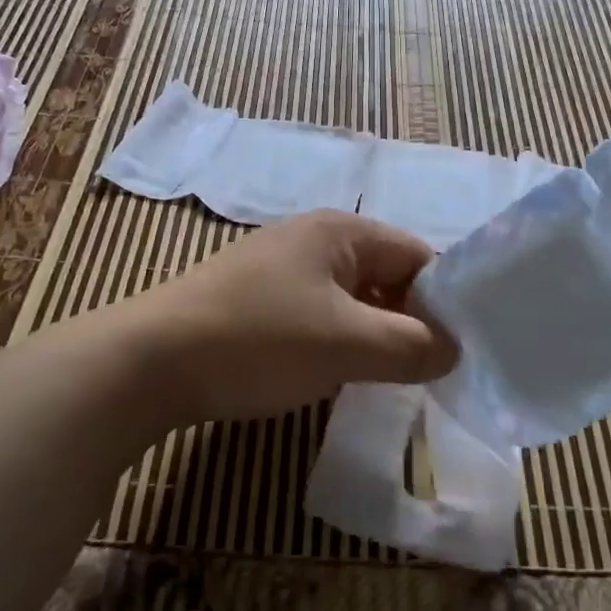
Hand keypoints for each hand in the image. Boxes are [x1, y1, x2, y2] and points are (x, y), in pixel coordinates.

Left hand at [130, 210, 458, 424]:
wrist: (150, 361)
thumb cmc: (260, 340)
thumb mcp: (348, 345)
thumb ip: (412, 346)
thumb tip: (455, 350)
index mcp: (342, 231)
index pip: (418, 255)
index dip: (445, 300)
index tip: (460, 350)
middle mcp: (314, 238)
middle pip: (385, 275)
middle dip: (409, 320)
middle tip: (429, 372)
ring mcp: (281, 268)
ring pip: (352, 299)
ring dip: (374, 334)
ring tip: (389, 379)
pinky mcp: (257, 298)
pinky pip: (319, 314)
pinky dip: (338, 341)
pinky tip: (338, 374)